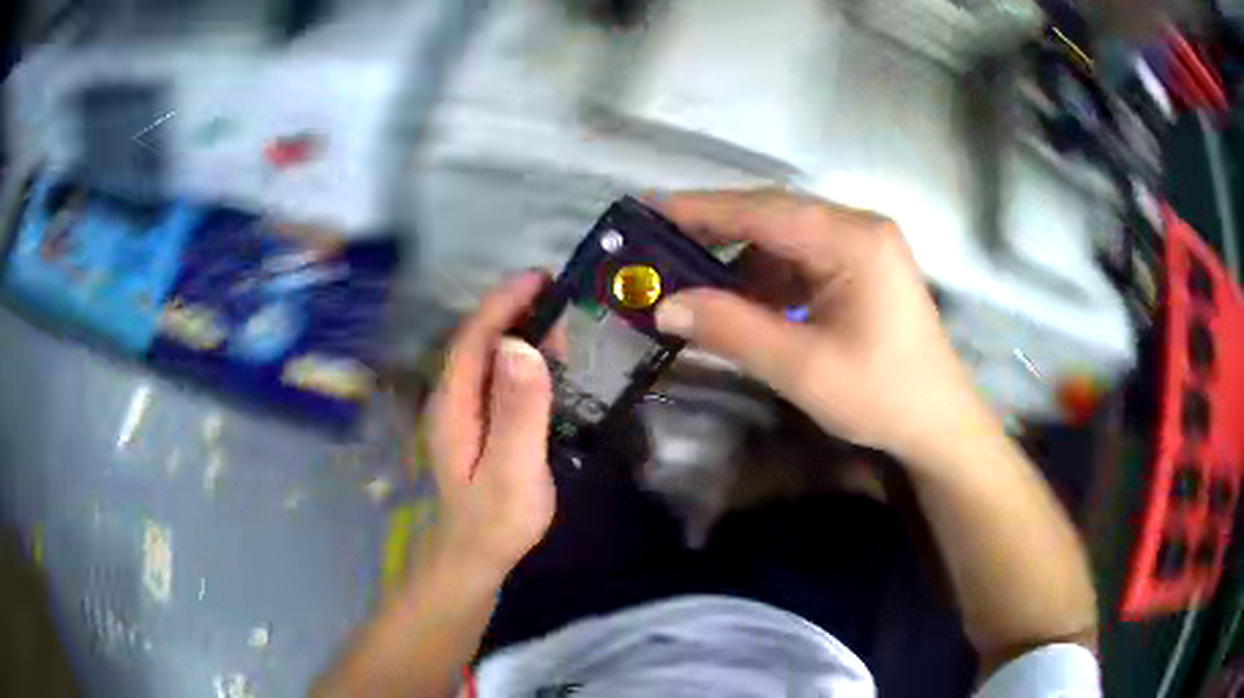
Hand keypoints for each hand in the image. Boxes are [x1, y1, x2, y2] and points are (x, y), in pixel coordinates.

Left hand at [425, 271, 555, 585]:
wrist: (476, 555)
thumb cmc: (495, 520)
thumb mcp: (512, 469)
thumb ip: (517, 411)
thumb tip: (522, 346)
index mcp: (454, 404)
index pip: (474, 338)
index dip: (504, 303)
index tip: (540, 278)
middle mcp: (452, 398)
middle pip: (477, 340)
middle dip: (513, 308)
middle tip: (560, 293)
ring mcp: (462, 410)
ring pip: (487, 355)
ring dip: (518, 328)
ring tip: (559, 316)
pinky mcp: (477, 421)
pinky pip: (496, 375)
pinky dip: (521, 355)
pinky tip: (545, 358)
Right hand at [653, 190, 988, 464]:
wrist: (938, 423)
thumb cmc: (881, 396)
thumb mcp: (801, 368)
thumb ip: (731, 330)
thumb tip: (664, 305)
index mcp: (853, 240)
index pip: (764, 210)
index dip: (702, 209)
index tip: (647, 211)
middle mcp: (858, 228)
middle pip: (774, 216)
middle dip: (715, 231)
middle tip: (657, 246)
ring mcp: (862, 246)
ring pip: (784, 239)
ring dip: (739, 261)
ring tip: (690, 282)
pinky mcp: (860, 269)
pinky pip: (801, 261)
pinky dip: (766, 280)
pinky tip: (740, 303)